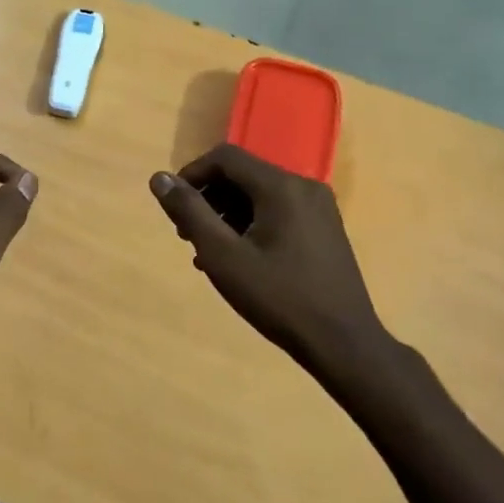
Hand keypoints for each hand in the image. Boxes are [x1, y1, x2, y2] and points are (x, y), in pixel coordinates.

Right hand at [149, 144, 393, 383]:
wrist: (344, 345)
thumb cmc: (279, 298)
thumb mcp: (223, 256)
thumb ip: (189, 212)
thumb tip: (159, 178)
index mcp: (281, 186)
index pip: (225, 158)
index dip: (192, 175)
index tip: (174, 208)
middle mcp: (303, 186)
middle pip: (242, 175)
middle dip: (209, 199)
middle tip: (187, 235)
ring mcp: (318, 208)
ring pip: (259, 195)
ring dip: (227, 215)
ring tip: (208, 253)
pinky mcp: (324, 229)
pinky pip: (277, 212)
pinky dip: (251, 225)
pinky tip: (238, 259)